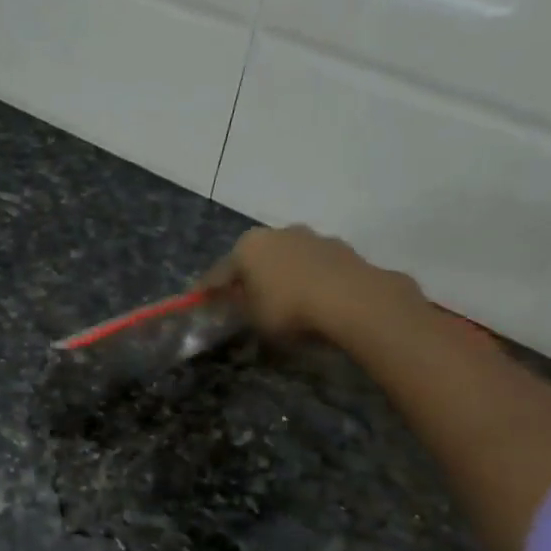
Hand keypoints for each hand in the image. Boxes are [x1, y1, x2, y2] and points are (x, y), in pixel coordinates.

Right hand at [204, 226, 425, 342]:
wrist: (352, 299)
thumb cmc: (289, 308)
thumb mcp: (252, 317)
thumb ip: (238, 307)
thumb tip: (233, 302)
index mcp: (247, 247)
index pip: (218, 273)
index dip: (206, 291)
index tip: (198, 302)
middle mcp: (276, 233)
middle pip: (253, 259)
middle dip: (246, 277)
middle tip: (241, 298)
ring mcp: (310, 237)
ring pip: (285, 258)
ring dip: (279, 274)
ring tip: (280, 298)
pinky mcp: (339, 247)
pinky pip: (312, 265)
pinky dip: (306, 278)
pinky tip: (310, 296)